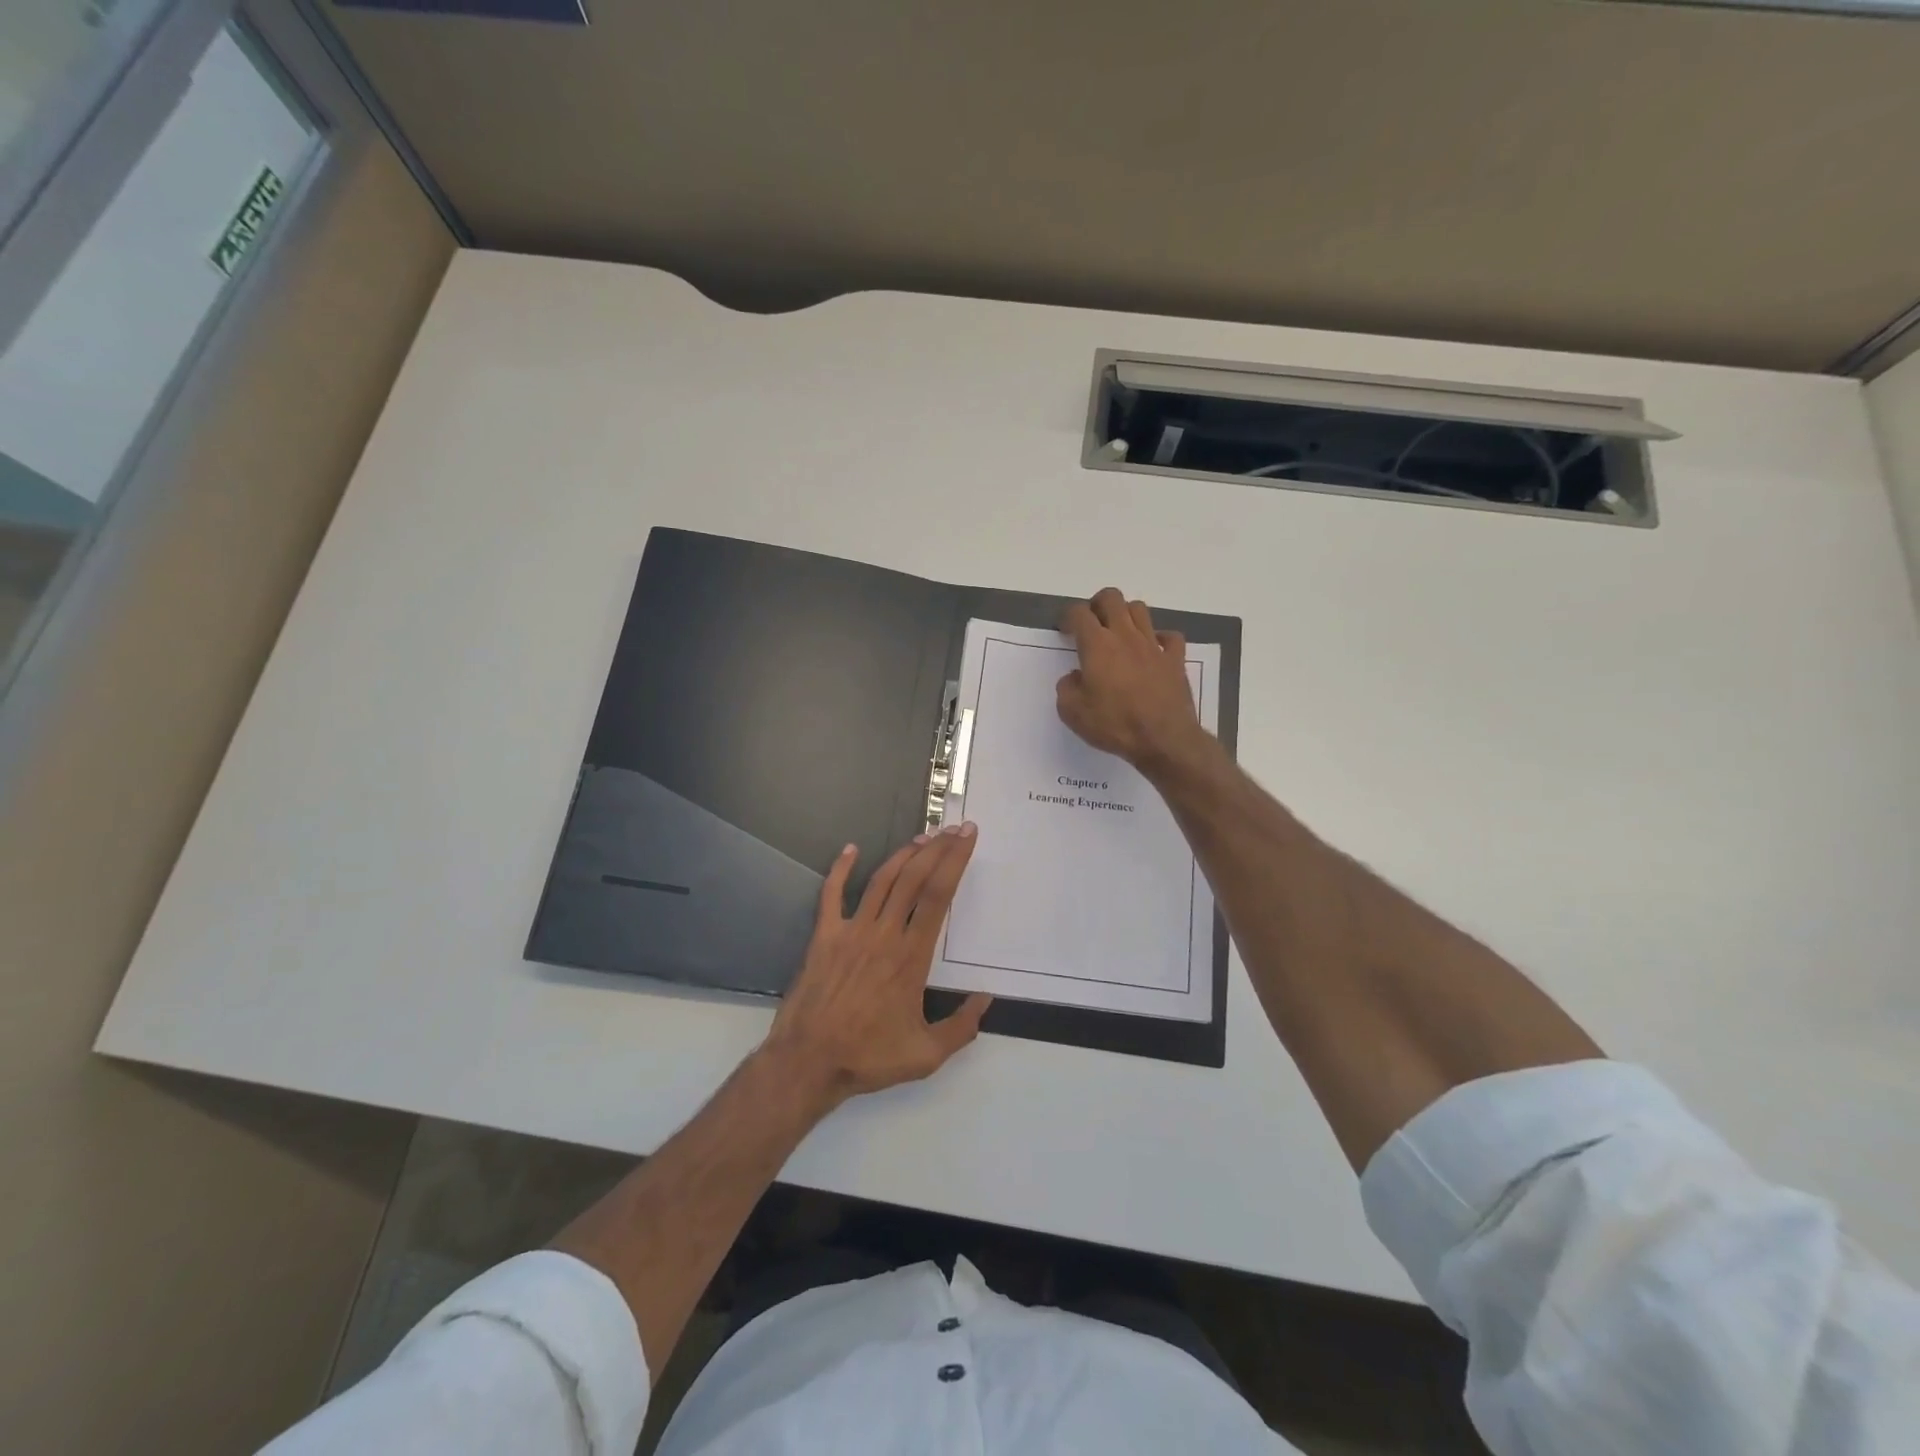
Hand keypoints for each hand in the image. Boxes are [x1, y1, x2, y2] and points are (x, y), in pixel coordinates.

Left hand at [761, 825, 991, 1113]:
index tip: (968, 837)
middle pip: (914, 878)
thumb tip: (986, 1000)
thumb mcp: (926, 1055)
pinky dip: (840, 869)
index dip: (955, 861)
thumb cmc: (868, 1057)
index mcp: (911, 957)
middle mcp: (884, 934)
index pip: (938, 896)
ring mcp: (851, 931)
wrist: (808, 1062)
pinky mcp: (824, 936)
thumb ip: (962, 1027)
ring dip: (903, 854)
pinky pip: (832, 894)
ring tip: (923, 837)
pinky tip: (849, 849)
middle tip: (954, 828)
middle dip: (937, 849)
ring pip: (882, 880)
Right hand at [1057, 588, 1207, 773]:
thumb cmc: (1114, 725)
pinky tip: (1152, 650)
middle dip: (1097, 604)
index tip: (1065, 631)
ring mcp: (1153, 645)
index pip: (1079, 613)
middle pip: (1112, 598)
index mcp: (1097, 645)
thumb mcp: (1072, 713)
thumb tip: (1074, 677)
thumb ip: (1066, 688)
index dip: (1068, 617)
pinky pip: (1169, 636)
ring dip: (1126, 615)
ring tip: (1119, 634)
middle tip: (1092, 624)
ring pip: (1140, 609)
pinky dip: (1159, 638)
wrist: (1164, 739)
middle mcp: (1125, 636)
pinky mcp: (1175, 659)